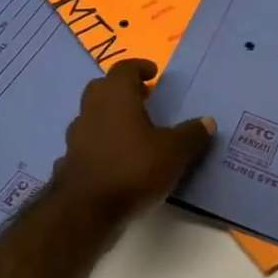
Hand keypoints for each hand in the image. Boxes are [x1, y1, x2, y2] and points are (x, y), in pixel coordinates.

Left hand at [52, 60, 215, 220]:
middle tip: (143, 99)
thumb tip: (207, 121)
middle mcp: (92, 110)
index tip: (153, 73)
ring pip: (92, 117)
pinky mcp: (70, 162)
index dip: (139, 67)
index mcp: (116, 97)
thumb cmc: (134, 168)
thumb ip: (191, 134)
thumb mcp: (174, 152)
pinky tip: (115, 161)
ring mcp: (76, 137)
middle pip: (102, 89)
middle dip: (122, 90)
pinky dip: (100, 146)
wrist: (87, 209)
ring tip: (133, 132)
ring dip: (110, 118)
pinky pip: (87, 145)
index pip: (123, 69)